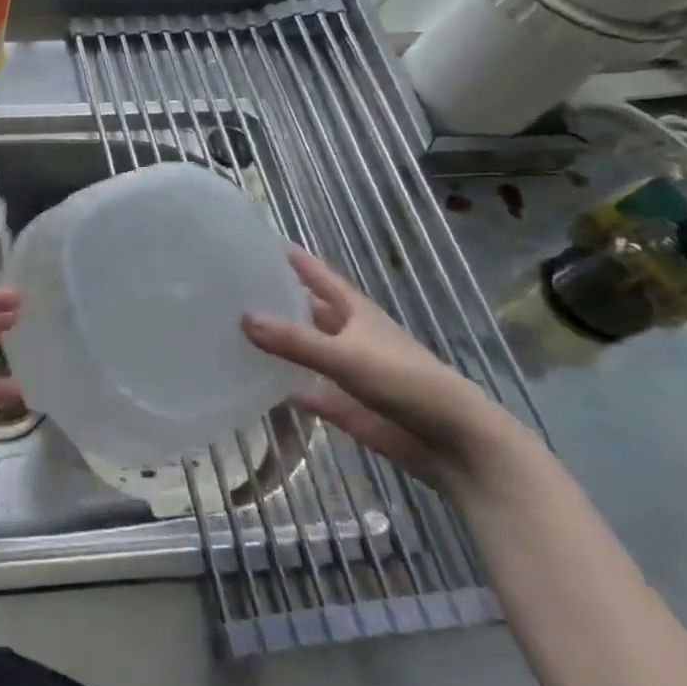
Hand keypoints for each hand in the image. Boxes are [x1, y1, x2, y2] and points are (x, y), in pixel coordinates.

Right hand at [242, 251, 536, 498]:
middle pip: (308, 311)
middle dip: (277, 301)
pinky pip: (309, 391)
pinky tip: (258, 384)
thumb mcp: (345, 356)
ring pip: (306, 351)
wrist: (454, 443)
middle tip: (232, 290)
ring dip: (279, 344)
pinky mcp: (346, 405)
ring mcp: (348, 371)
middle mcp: (349, 335)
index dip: (292, 259)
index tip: (257, 242)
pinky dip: (287, 388)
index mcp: (355, 312)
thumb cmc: (405, 382)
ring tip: (234, 331)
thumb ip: (295, 341)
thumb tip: (243, 318)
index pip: (318, 275)